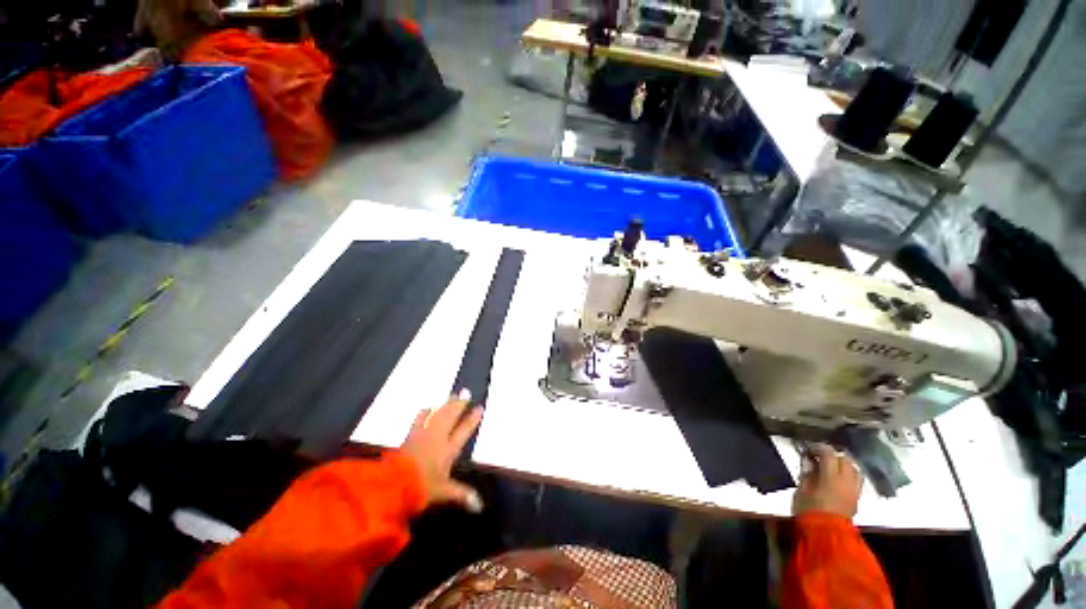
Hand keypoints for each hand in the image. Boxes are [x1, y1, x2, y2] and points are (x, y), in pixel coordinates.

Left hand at [401, 390, 484, 512]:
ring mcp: (424, 434)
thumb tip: (480, 506)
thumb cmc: (422, 488)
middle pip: (451, 416)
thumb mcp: (444, 493)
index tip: (479, 407)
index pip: (464, 430)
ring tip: (452, 394)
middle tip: (466, 392)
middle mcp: (439, 437)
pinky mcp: (410, 435)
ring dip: (446, 404)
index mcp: (449, 449)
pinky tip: (427, 407)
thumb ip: (462, 495)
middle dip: (459, 404)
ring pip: (438, 414)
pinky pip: (419, 418)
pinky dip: (425, 412)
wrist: (394, 483)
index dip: (472, 419)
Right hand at [792, 444, 862, 518]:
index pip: (829, 454)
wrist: (826, 535)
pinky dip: (848, 474)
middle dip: (833, 455)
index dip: (818, 448)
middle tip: (819, 456)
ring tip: (831, 465)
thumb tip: (809, 461)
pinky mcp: (856, 498)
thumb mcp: (801, 490)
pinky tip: (838, 477)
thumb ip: (807, 474)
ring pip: (854, 469)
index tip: (808, 448)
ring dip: (843, 464)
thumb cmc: (809, 511)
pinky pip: (856, 479)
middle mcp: (846, 481)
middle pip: (845, 459)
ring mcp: (854, 490)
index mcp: (831, 477)